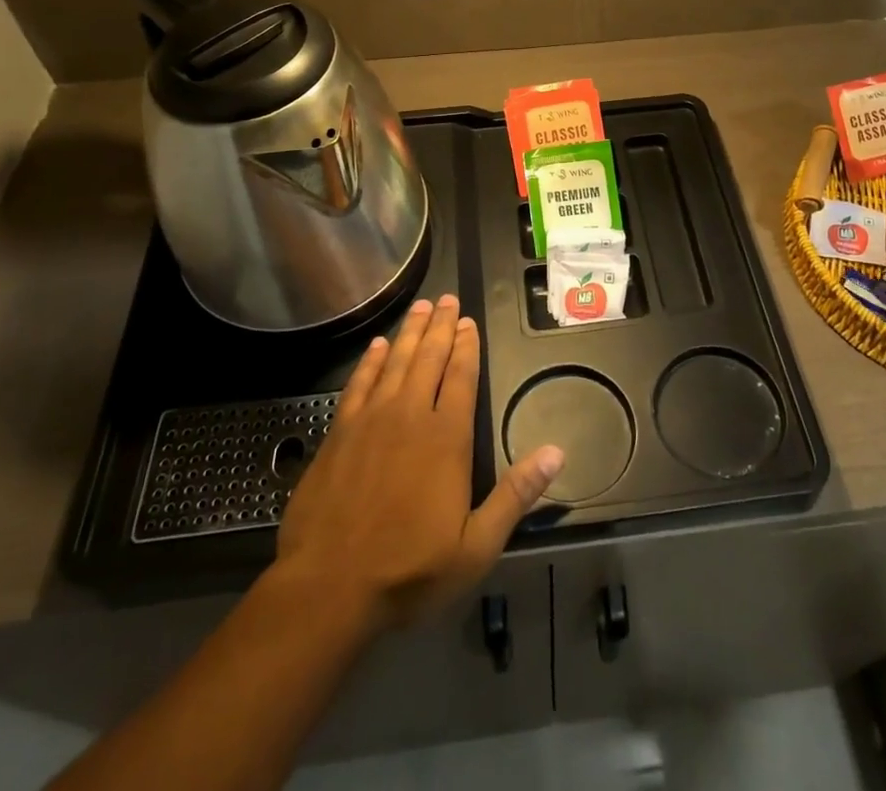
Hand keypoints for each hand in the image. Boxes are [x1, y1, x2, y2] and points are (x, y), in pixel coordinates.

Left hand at [276, 295, 563, 631]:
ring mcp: (371, 420)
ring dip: (410, 332)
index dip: (467, 346)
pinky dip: (371, 360)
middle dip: (440, 326)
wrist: (328, 587)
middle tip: (446, 298)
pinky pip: (359, 382)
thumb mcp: (476, 546)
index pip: (460, 377)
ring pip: (396, 361)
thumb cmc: (409, 570)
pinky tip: (378, 345)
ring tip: (420, 306)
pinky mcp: (340, 432)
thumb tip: (557, 453)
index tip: (469, 321)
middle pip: (429, 358)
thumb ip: (516, 495)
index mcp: (446, 438)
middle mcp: (410, 415)